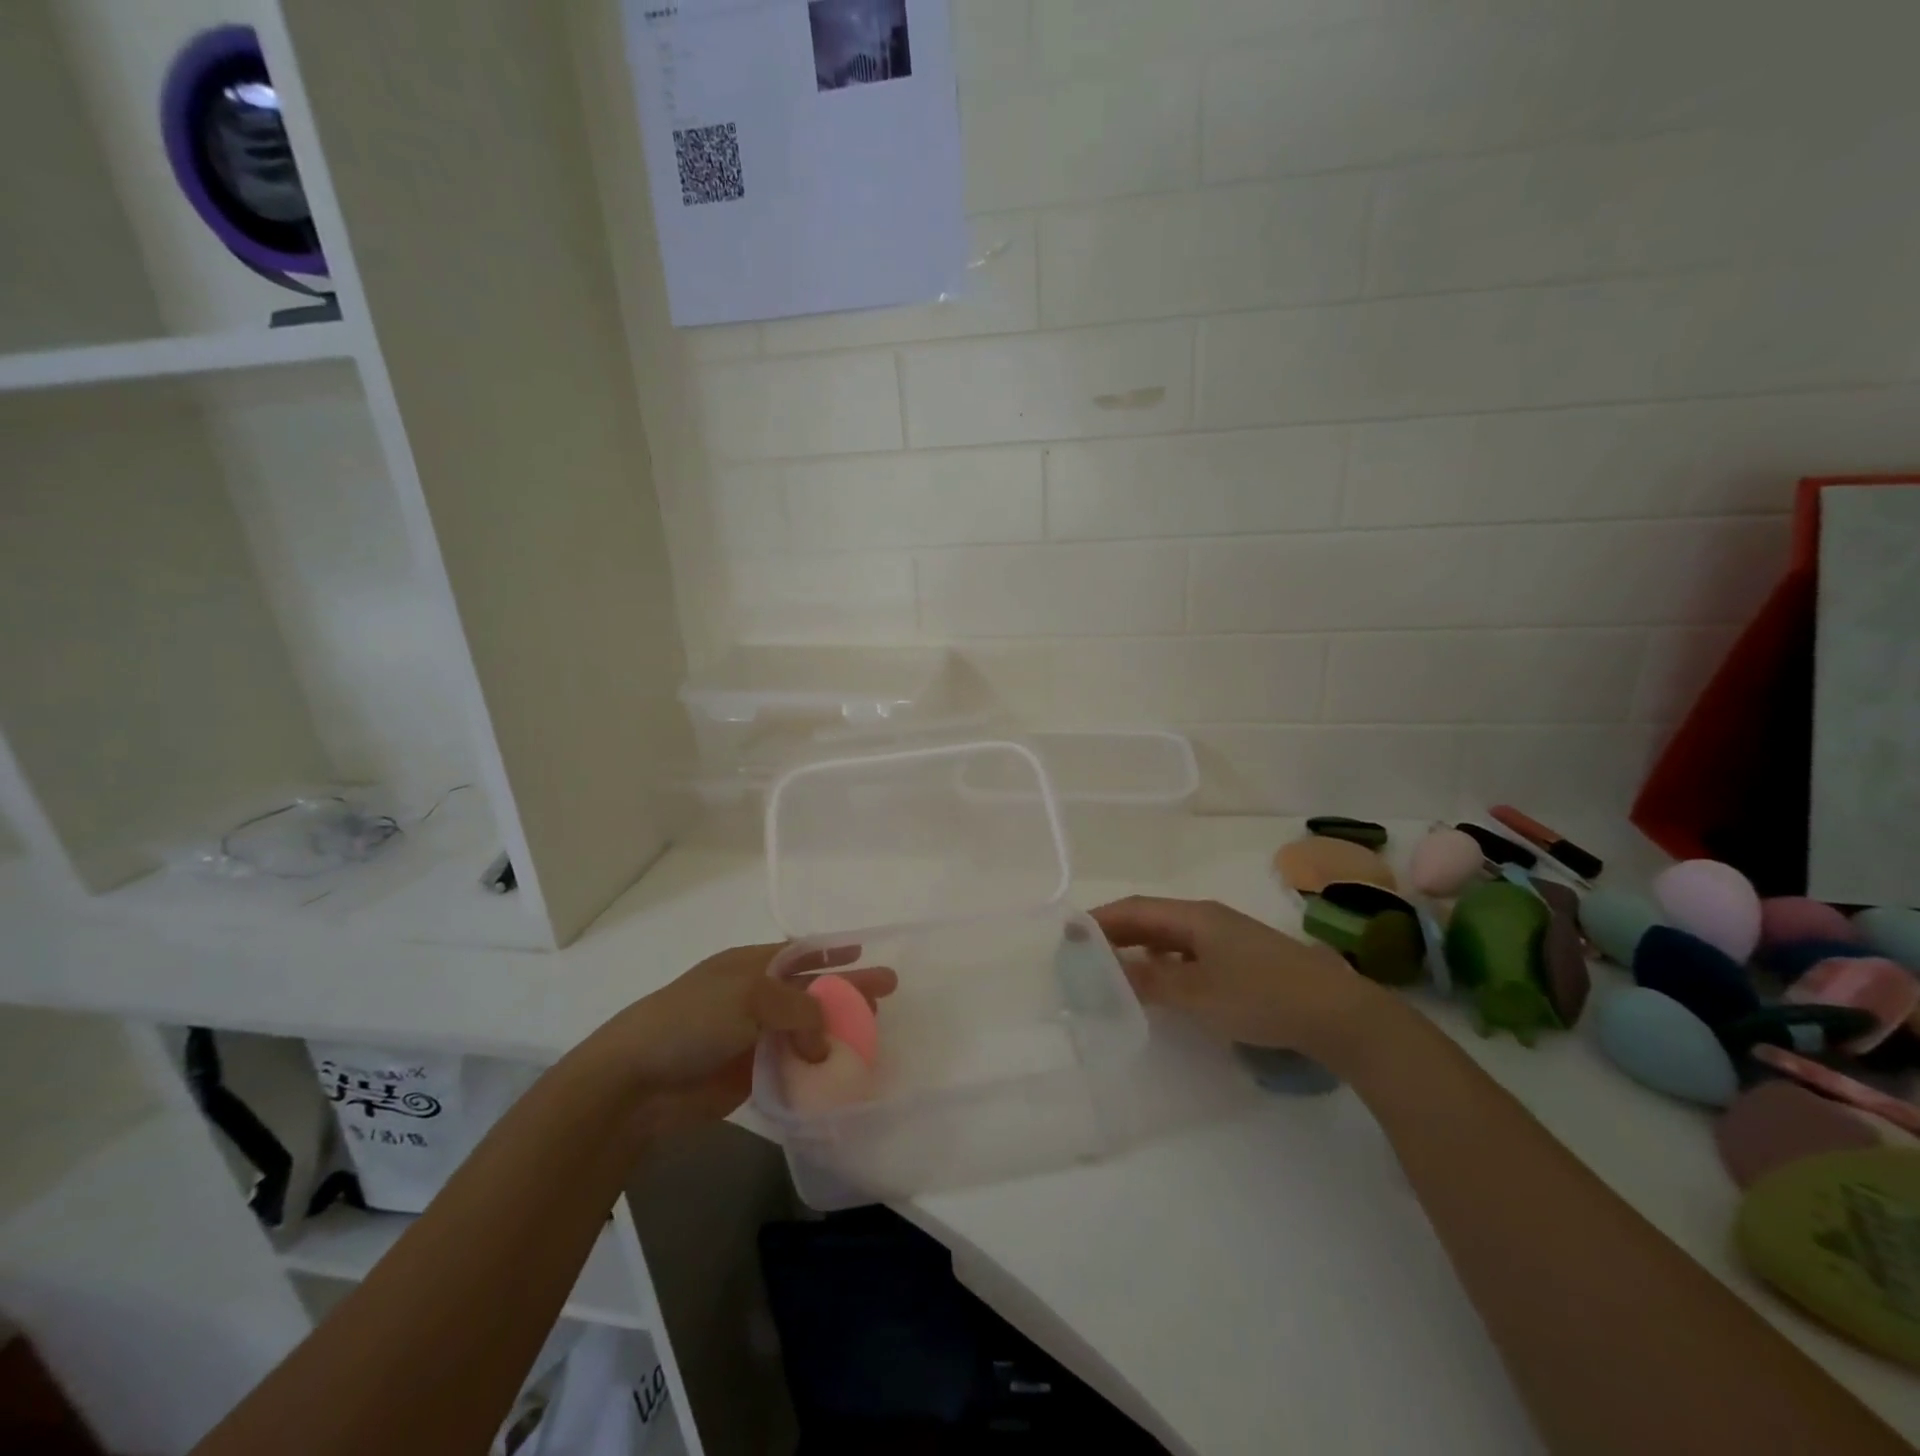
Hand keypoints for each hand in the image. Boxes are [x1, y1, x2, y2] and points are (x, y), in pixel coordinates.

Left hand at [594, 944, 896, 1134]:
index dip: (831, 950)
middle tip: (888, 992)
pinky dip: (818, 1067)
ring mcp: (754, 1037)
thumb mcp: (748, 998)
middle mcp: (756, 998)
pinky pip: (794, 1066)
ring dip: (838, 1031)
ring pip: (807, 1030)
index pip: (800, 953)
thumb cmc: (691, 1021)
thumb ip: (798, 1011)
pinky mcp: (751, 1074)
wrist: (636, 1082)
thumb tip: (825, 1043)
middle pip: (812, 990)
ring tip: (873, 1033)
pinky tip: (843, 1070)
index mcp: (751, 967)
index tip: (862, 949)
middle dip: (848, 988)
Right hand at [1092, 896, 1387, 1062]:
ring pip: (1170, 937)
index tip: (1070, 935)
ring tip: (1112, 968)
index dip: (1101, 919)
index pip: (1135, 909)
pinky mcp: (1242, 959)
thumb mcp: (1198, 993)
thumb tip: (1109, 972)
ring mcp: (1228, 938)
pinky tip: (1160, 983)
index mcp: (1194, 916)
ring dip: (1139, 949)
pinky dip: (1164, 963)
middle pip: (1151, 919)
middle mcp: (1208, 918)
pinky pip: (1189, 953)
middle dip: (1116, 933)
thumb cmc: (1260, 995)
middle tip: (1084, 954)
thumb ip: (1151, 982)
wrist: (1336, 1012)